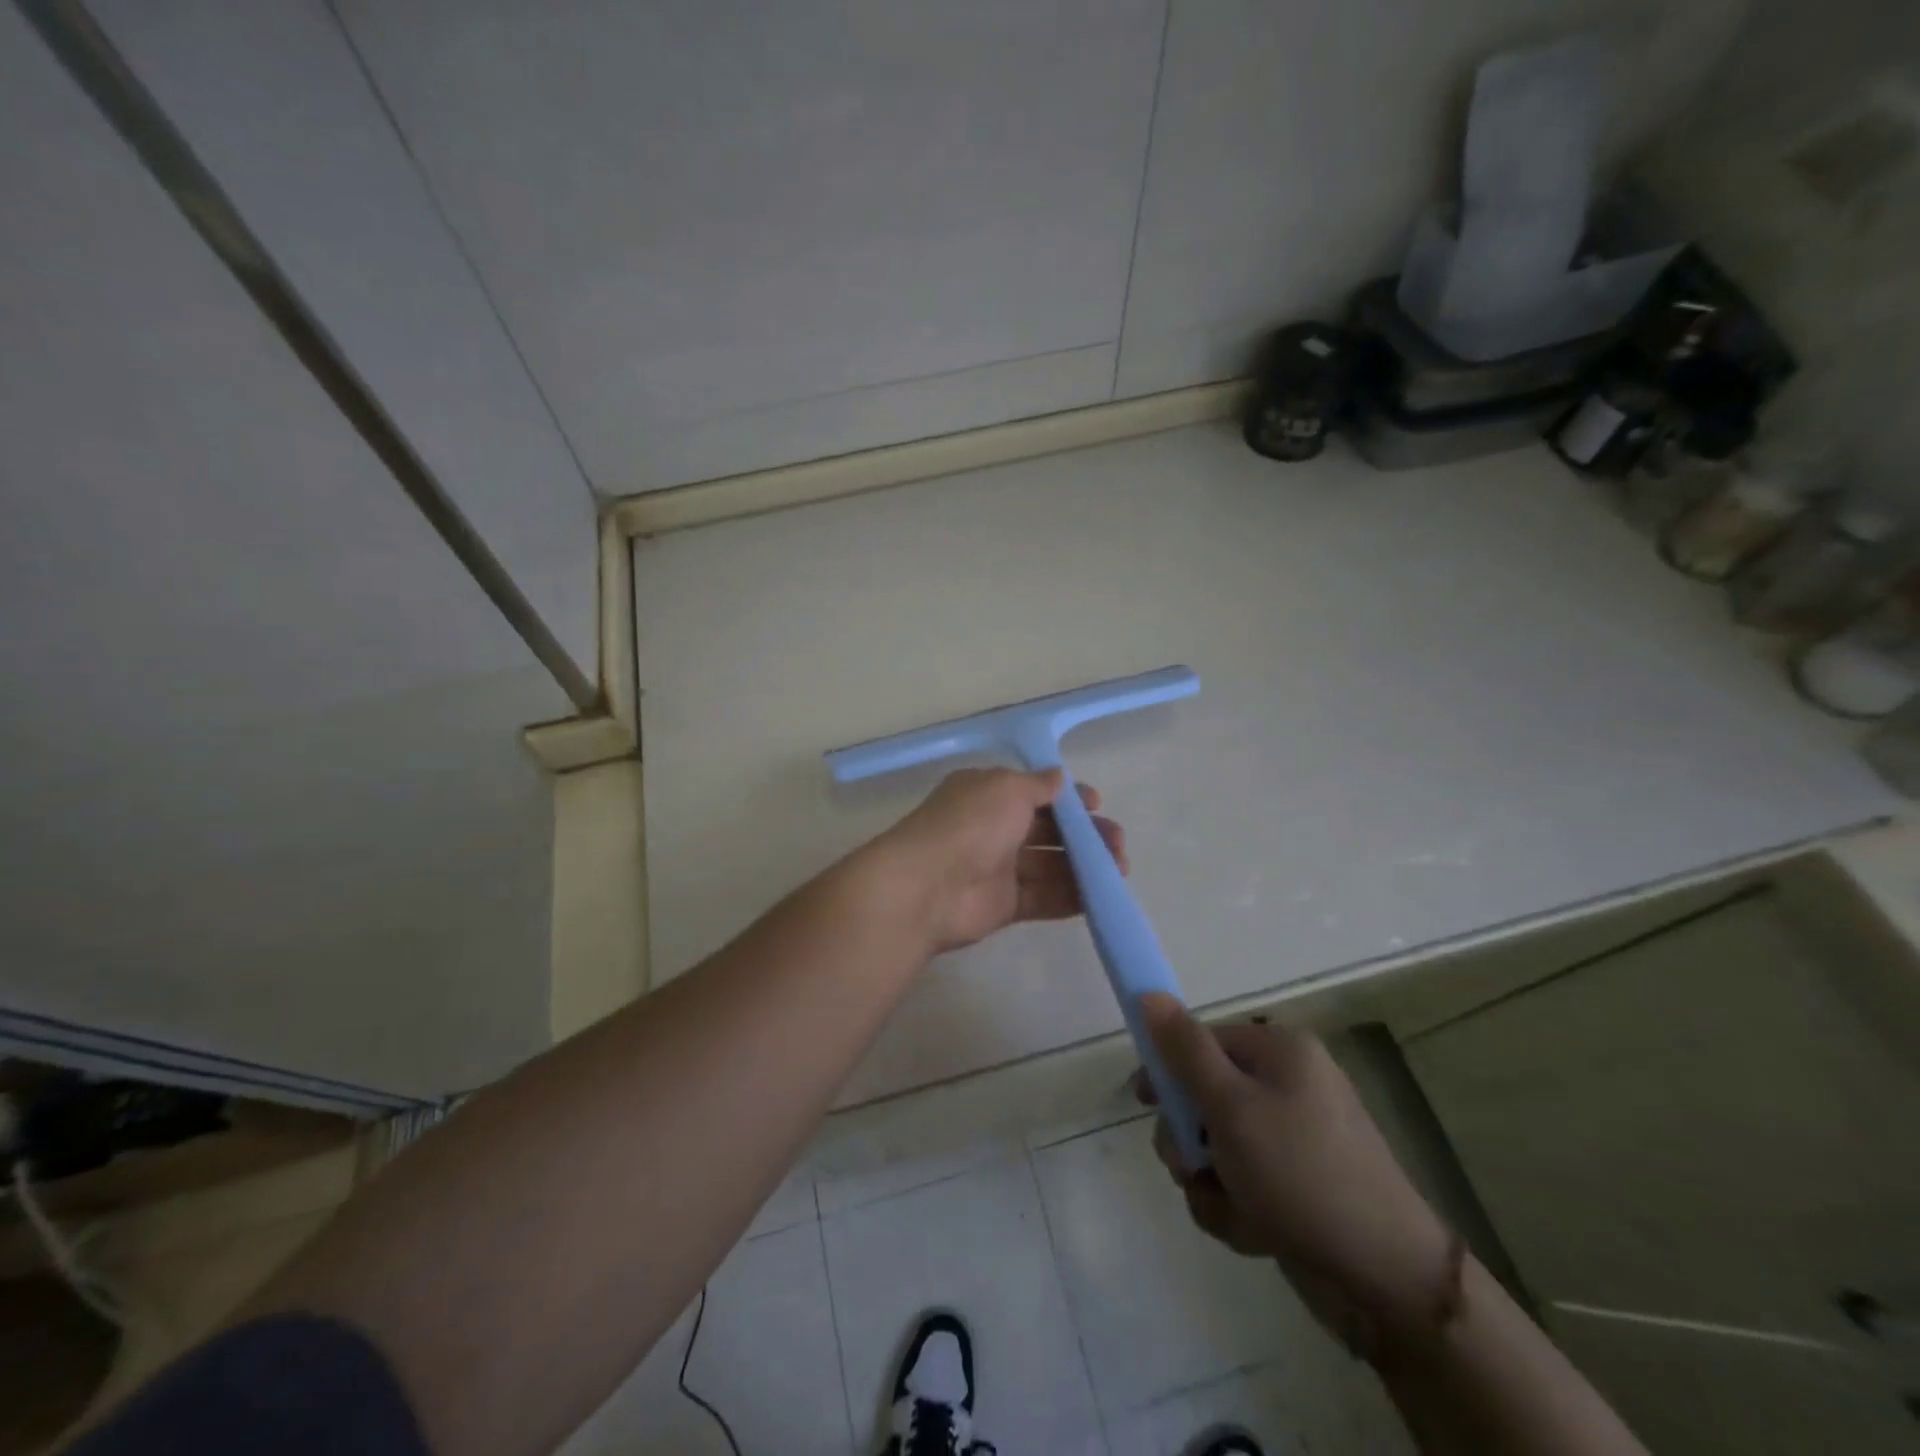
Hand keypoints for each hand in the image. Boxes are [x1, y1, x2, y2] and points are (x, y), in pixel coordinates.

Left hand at [877, 767, 1125, 954]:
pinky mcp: (1003, 905)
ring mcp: (998, 868)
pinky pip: (1043, 898)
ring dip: (1085, 866)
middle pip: (1048, 831)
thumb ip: (1039, 785)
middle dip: (1085, 835)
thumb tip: (1060, 779)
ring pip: (1050, 865)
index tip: (1096, 805)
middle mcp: (993, 828)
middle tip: (1117, 844)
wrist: (927, 887)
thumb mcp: (1007, 788)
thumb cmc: (969, 825)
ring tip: (1118, 871)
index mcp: (988, 794)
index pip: (1034, 793)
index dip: (1067, 799)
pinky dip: (1071, 897)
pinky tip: (1100, 896)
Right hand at [1138, 995, 1455, 1349]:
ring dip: (1212, 1181)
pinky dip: (1238, 1207)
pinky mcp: (1299, 1183)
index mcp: (1280, 1052)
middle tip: (1191, 1166)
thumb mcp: (1230, 1106)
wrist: (1386, 1278)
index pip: (1201, 1041)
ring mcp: (1296, 1137)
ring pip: (1219, 1147)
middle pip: (1205, 1096)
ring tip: (1234, 1210)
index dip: (1168, 1069)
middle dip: (1190, 1140)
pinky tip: (1257, 1232)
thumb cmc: (1300, 1173)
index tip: (1145, 1101)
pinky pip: (1244, 1182)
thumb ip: (1184, 1051)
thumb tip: (1148, 994)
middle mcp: (1289, 1085)